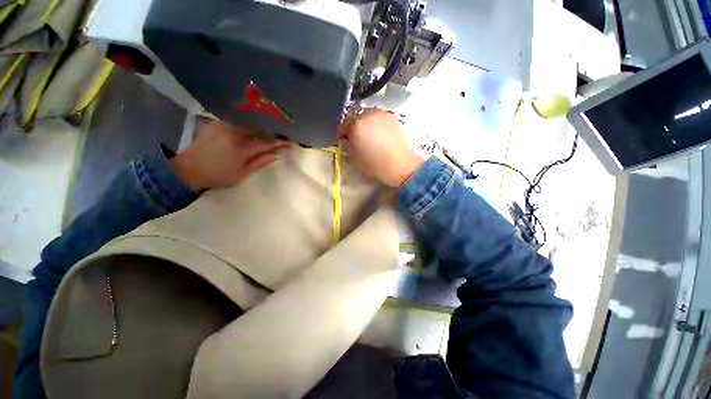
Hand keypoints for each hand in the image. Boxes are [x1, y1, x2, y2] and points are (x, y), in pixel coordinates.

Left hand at [170, 120, 290, 189]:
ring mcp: (223, 125)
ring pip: (249, 124)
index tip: (291, 143)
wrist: (187, 170)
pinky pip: (237, 121)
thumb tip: (278, 154)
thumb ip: (261, 162)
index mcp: (241, 148)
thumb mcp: (242, 174)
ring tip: (268, 132)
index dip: (281, 143)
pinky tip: (251, 129)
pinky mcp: (216, 123)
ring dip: (260, 129)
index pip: (267, 143)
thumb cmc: (218, 176)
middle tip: (280, 137)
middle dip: (271, 133)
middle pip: (259, 130)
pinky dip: (247, 126)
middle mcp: (234, 132)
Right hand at [340, 109, 423, 187]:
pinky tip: (378, 133)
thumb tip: (345, 139)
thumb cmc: (375, 165)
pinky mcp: (392, 117)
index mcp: (356, 125)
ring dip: (363, 121)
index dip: (341, 133)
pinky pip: (378, 116)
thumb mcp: (355, 158)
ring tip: (367, 134)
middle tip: (355, 136)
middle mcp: (368, 115)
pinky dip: (374, 122)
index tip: (343, 140)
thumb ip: (346, 145)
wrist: (400, 165)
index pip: (343, 124)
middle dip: (352, 125)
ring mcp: (381, 114)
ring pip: (367, 113)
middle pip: (354, 115)